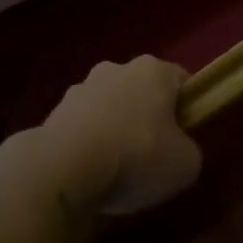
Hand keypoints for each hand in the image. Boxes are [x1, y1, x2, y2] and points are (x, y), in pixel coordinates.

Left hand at [40, 57, 202, 215]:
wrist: (64, 169)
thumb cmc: (137, 156)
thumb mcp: (185, 164)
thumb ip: (188, 151)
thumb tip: (177, 151)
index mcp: (153, 70)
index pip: (180, 81)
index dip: (188, 108)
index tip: (186, 136)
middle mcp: (116, 69)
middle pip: (141, 91)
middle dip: (147, 117)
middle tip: (153, 154)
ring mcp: (80, 88)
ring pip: (108, 107)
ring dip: (114, 129)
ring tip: (117, 170)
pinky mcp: (53, 113)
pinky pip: (81, 128)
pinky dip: (87, 145)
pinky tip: (89, 174)